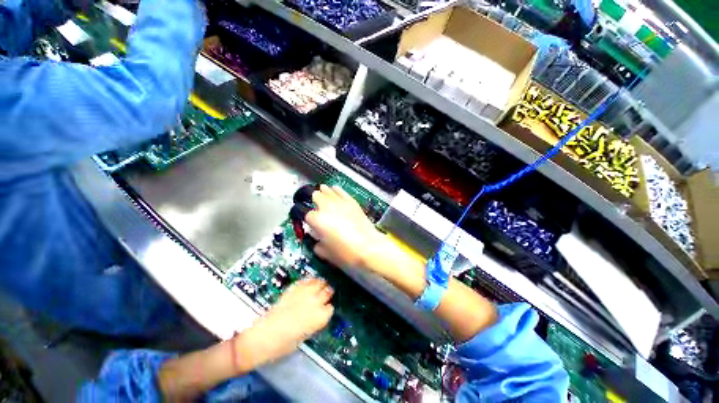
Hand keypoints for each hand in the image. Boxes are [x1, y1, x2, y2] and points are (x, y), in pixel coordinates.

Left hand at [233, 278, 333, 372]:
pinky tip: (309, 283)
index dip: (327, 309)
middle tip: (325, 295)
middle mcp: (316, 302)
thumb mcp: (304, 337)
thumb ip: (314, 323)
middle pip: (328, 291)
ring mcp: (305, 293)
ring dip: (320, 284)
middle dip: (327, 293)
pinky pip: (306, 280)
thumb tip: (317, 315)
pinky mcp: (294, 288)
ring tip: (319, 285)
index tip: (324, 310)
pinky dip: (309, 281)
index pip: (330, 308)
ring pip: (319, 282)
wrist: (263, 337)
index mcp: (320, 317)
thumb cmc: (284, 345)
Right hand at [305, 185, 388, 272]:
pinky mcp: (351, 201)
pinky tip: (335, 192)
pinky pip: (341, 191)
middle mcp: (326, 207)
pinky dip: (336, 191)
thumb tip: (318, 241)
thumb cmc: (345, 253)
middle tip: (316, 208)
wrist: (369, 247)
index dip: (307, 219)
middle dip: (313, 201)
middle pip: (315, 195)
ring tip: (323, 196)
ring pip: (327, 190)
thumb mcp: (325, 253)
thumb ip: (317, 245)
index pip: (306, 214)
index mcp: (317, 219)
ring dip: (323, 193)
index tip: (310, 223)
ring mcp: (340, 202)